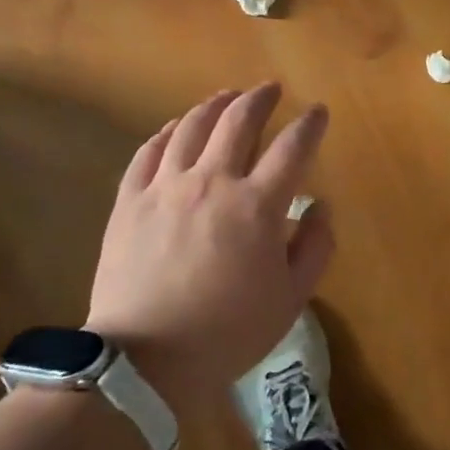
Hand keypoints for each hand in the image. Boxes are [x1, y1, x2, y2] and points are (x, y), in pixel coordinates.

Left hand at [83, 84, 332, 411]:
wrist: (145, 360)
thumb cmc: (228, 332)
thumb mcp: (291, 298)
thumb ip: (315, 247)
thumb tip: (319, 207)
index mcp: (258, 205)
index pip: (293, 147)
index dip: (310, 124)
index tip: (318, 112)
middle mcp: (213, 181)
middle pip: (238, 121)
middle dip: (260, 99)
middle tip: (271, 89)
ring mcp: (166, 187)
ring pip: (191, 127)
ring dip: (214, 105)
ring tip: (227, 96)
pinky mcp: (130, 201)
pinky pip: (149, 151)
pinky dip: (168, 132)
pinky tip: (176, 127)